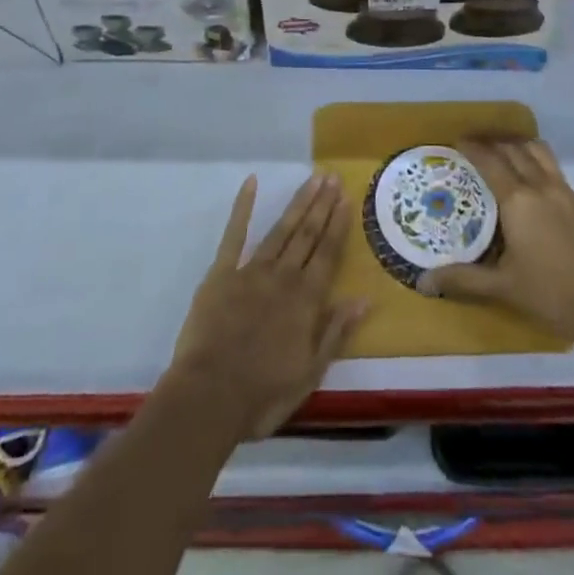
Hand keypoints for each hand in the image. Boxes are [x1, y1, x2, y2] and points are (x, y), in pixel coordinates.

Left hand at [169, 172, 367, 439]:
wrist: (209, 397)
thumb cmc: (263, 394)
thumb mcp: (310, 373)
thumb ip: (335, 332)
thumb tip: (364, 299)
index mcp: (306, 300)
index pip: (328, 254)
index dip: (338, 225)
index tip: (346, 198)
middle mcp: (283, 276)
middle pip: (307, 234)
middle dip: (322, 205)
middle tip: (332, 177)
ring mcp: (252, 271)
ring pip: (281, 229)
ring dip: (299, 203)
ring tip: (312, 179)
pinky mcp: (222, 273)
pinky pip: (234, 234)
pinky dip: (243, 207)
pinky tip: (251, 183)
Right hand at [416, 138, 573, 343]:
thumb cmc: (551, 295)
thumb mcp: (503, 287)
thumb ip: (463, 279)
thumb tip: (424, 282)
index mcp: (518, 200)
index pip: (490, 161)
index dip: (472, 147)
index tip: (457, 141)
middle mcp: (540, 185)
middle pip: (513, 149)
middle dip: (492, 141)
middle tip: (474, 145)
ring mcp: (564, 190)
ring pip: (537, 151)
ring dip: (516, 144)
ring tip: (502, 151)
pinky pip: (552, 165)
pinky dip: (535, 158)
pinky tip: (530, 176)